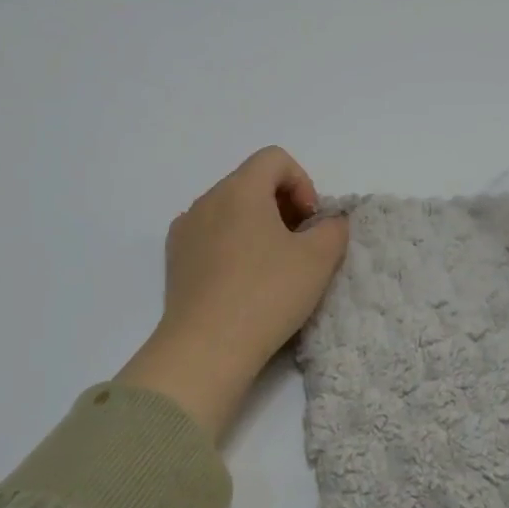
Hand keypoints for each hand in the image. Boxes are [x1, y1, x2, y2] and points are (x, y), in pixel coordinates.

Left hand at [117, 147, 349, 439]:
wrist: (206, 348)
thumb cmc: (267, 294)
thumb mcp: (318, 260)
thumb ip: (334, 229)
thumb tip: (329, 222)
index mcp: (240, 189)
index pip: (275, 159)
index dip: (302, 183)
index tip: (311, 222)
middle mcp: (207, 200)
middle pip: (251, 182)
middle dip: (282, 205)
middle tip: (299, 244)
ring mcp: (185, 229)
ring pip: (230, 210)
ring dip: (257, 226)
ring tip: (273, 266)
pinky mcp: (175, 260)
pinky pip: (210, 236)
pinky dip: (232, 245)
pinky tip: (243, 282)